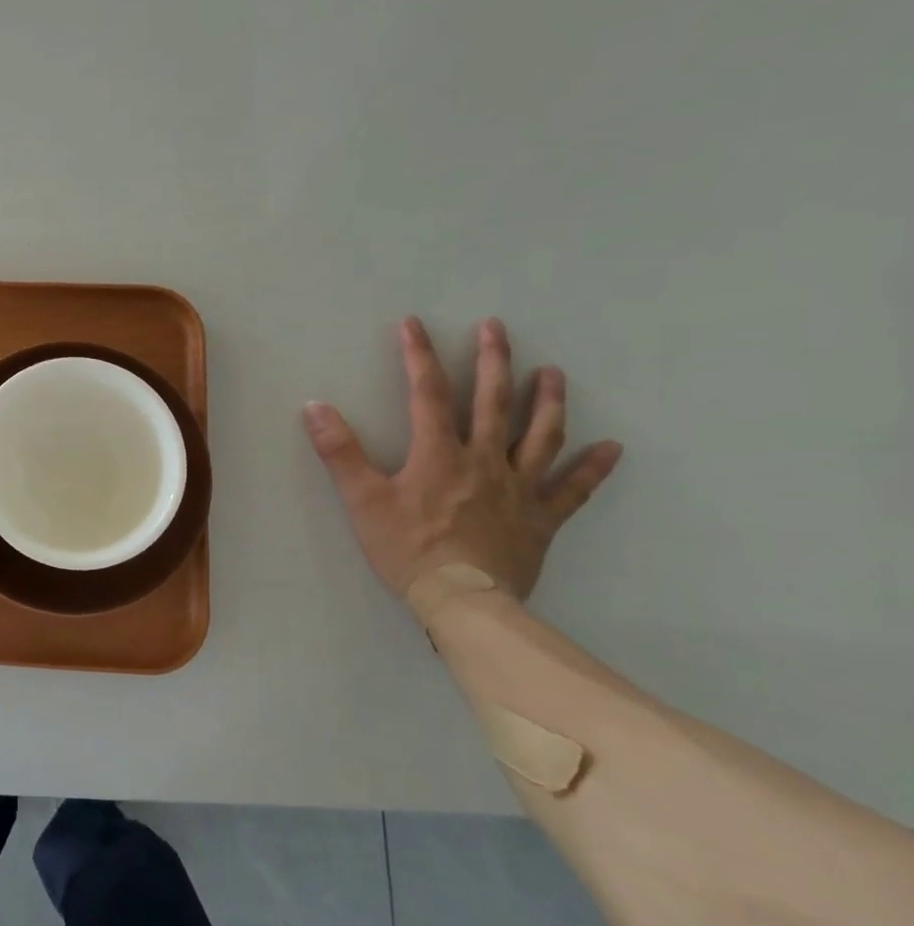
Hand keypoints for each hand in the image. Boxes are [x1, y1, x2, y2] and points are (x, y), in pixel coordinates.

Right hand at [303, 317, 621, 600]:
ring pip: (541, 436)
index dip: (419, 356)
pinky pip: (573, 489)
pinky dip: (593, 468)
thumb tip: (315, 407)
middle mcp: (485, 461)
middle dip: (493, 361)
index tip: (414, 324)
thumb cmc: (408, 549)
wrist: (464, 601)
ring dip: (548, 401)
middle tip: (497, 327)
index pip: (428, 394)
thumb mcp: (362, 500)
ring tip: (553, 372)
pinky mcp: (542, 519)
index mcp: (440, 454)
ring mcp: (519, 489)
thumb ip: (340, 452)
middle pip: (493, 403)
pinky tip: (611, 448)